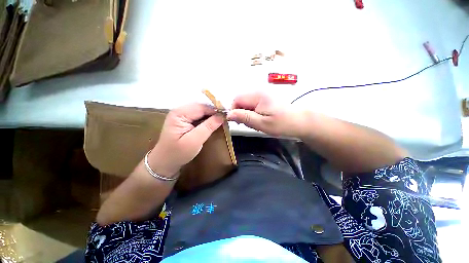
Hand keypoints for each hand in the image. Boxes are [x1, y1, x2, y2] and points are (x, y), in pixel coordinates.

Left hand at [148, 103, 223, 176]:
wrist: (164, 162)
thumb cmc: (178, 153)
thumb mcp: (195, 141)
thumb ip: (208, 127)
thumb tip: (222, 116)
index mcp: (179, 113)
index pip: (202, 107)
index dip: (215, 110)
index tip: (227, 116)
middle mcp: (179, 110)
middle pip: (201, 107)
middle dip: (214, 112)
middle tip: (225, 119)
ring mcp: (181, 115)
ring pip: (201, 111)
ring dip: (211, 115)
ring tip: (220, 121)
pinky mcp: (183, 120)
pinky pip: (198, 116)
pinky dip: (206, 119)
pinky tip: (212, 123)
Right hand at [227, 93, 305, 137]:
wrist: (299, 121)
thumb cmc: (281, 123)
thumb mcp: (261, 123)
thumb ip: (244, 117)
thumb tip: (228, 114)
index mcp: (258, 96)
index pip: (237, 99)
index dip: (234, 110)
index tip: (239, 122)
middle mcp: (259, 92)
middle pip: (241, 101)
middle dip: (241, 113)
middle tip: (250, 123)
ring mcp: (263, 95)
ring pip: (246, 103)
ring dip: (247, 114)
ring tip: (257, 122)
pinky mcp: (266, 99)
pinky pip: (252, 104)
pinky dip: (252, 112)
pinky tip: (260, 119)